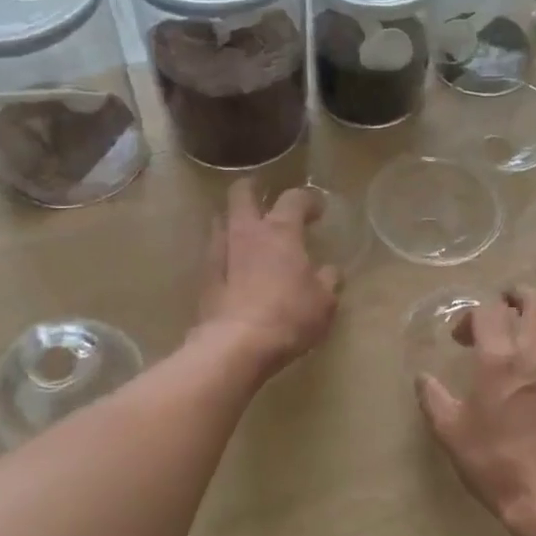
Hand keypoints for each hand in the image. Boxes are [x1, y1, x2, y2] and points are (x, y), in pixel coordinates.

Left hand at [195, 181, 341, 379]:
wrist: (237, 345)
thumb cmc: (289, 316)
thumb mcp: (324, 301)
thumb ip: (328, 280)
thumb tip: (331, 271)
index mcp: (281, 231)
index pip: (294, 198)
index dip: (308, 200)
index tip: (318, 210)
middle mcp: (247, 232)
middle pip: (242, 194)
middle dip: (254, 190)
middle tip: (266, 200)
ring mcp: (221, 253)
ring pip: (221, 220)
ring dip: (234, 221)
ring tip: (248, 234)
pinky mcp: (205, 278)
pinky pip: (214, 254)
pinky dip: (225, 254)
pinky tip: (234, 267)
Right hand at [416, 287, 535, 531]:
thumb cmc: (495, 463)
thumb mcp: (450, 432)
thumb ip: (433, 398)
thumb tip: (423, 377)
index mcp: (500, 358)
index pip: (489, 310)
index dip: (470, 316)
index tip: (460, 339)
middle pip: (535, 301)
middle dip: (514, 297)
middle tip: (500, 310)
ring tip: (529, 328)